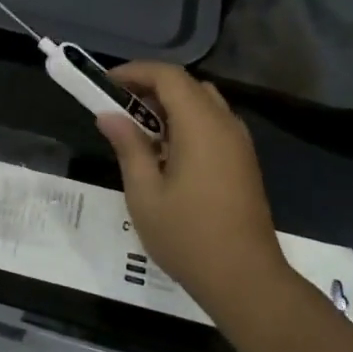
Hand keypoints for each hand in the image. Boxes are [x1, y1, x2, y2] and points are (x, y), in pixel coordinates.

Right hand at [95, 63, 290, 316]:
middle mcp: (224, 124)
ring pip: (202, 103)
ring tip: (139, 129)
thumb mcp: (145, 193)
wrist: (246, 280)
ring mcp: (239, 143)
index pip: (168, 75)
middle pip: (186, 85)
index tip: (106, 84)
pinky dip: (186, 122)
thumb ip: (128, 146)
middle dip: (150, 86)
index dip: (135, 71)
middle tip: (118, 106)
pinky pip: (213, 123)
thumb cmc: (189, 236)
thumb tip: (109, 115)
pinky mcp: (244, 161)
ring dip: (169, 104)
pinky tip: (166, 152)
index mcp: (201, 124)